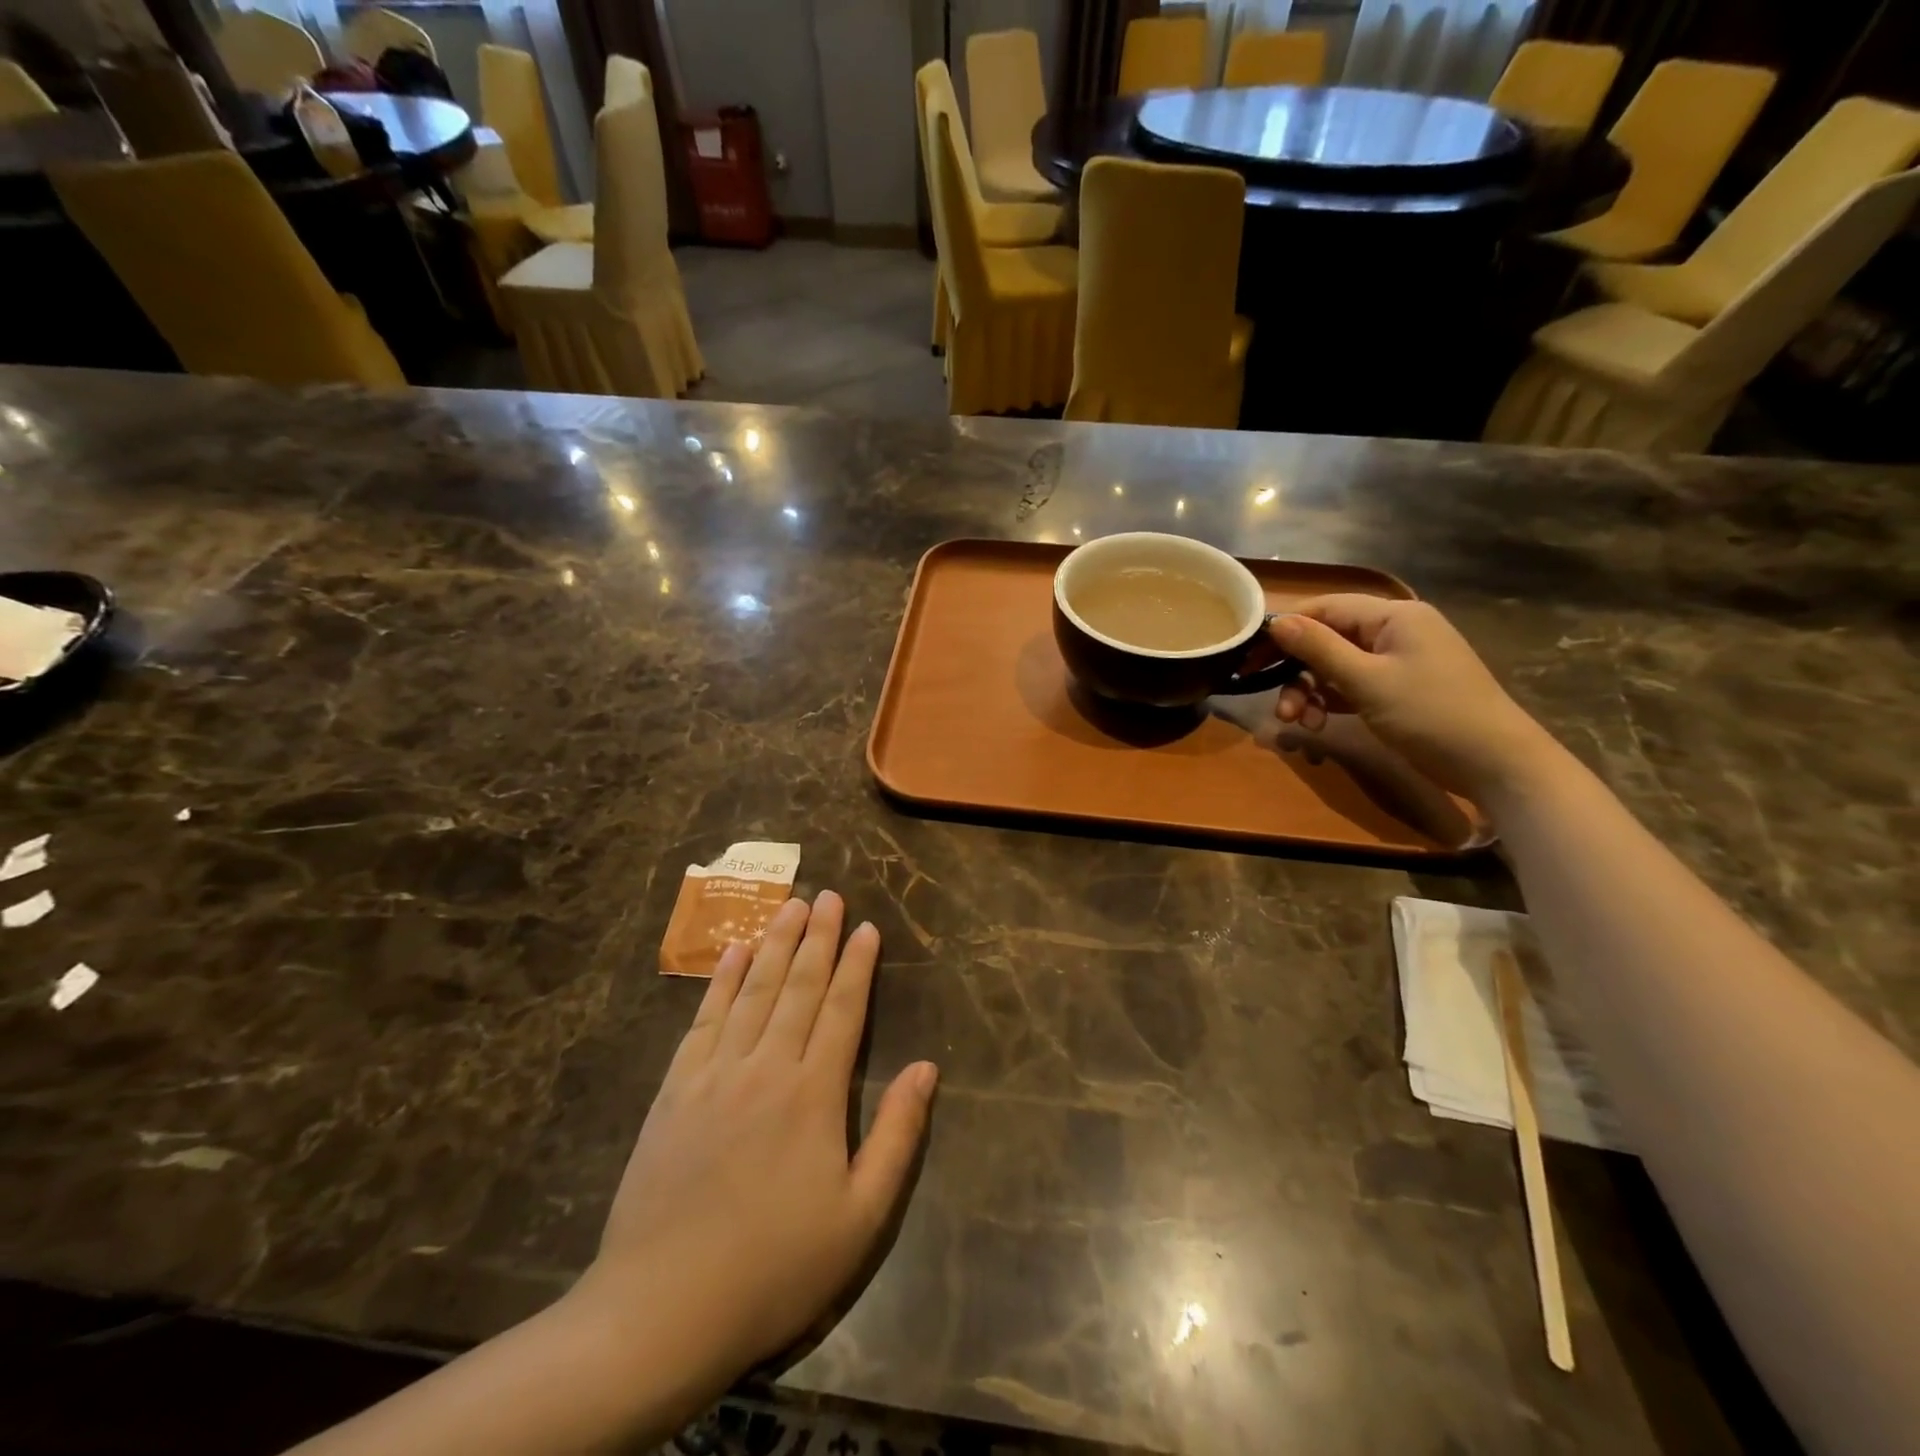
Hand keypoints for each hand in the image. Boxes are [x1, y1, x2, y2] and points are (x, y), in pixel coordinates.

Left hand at [573, 893, 935, 1399]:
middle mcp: (767, 1066)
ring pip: (754, 991)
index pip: (843, 1009)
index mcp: (814, 1093)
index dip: (857, 964)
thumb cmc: (776, 1267)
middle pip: (799, 986)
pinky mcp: (676, 1089)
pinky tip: (735, 953)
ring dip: (776, 944)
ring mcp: (716, 1073)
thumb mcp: (861, 1217)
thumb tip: (926, 1068)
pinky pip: (705, 1018)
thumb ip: (898, 1135)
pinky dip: (723, 980)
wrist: (663, 1310)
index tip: (867, 926)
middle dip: (818, 937)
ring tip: (791, 905)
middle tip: (829, 895)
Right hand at [1270, 595, 1556, 799]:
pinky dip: (1330, 701)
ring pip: (1334, 666)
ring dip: (1309, 692)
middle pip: (1326, 639)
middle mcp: (1394, 630)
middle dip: (1296, 672)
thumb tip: (1275, 622)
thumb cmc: (1430, 713)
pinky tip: (1320, 725)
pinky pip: (1350, 685)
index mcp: (1393, 616)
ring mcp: (1397, 660)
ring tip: (1299, 723)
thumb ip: (1318, 648)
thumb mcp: (1366, 681)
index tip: (1249, 657)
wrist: (1494, 762)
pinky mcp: (1397, 688)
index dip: (1283, 630)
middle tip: (1277, 705)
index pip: (1324, 608)